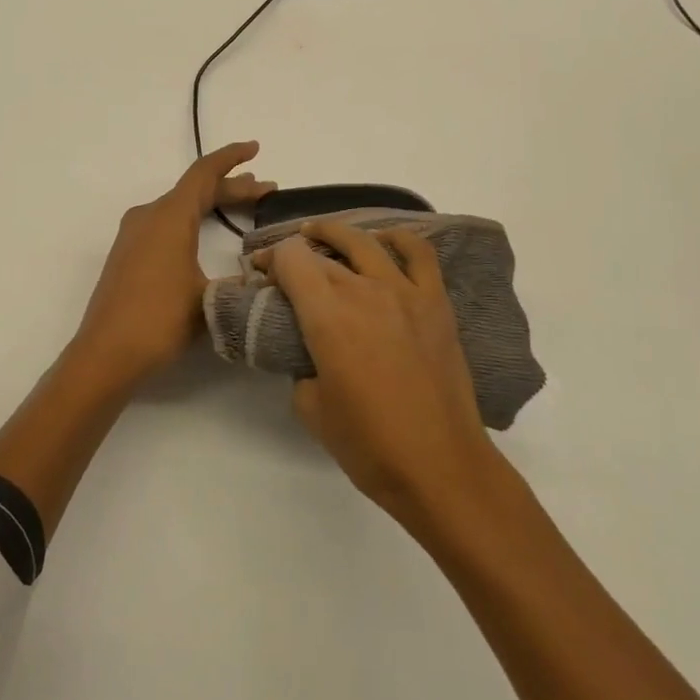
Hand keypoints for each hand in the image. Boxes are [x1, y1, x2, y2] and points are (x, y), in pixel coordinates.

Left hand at [72, 142, 275, 387]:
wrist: (106, 354)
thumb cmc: (159, 320)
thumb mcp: (210, 299)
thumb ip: (239, 280)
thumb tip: (263, 275)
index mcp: (169, 216)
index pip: (204, 173)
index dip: (231, 158)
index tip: (254, 148)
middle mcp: (148, 216)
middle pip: (194, 190)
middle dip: (231, 188)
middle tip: (266, 191)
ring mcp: (134, 236)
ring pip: (180, 208)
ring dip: (212, 205)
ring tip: (244, 207)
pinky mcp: (128, 255)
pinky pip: (166, 224)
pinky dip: (193, 222)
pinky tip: (206, 236)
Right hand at [261, 219, 494, 520]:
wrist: (440, 466)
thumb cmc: (368, 444)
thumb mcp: (310, 408)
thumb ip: (301, 366)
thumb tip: (310, 352)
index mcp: (327, 316)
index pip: (290, 260)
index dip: (269, 260)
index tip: (260, 274)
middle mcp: (364, 291)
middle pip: (320, 252)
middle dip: (292, 254)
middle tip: (280, 269)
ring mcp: (405, 292)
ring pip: (364, 242)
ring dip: (334, 233)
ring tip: (320, 235)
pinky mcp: (436, 303)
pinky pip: (418, 253)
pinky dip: (397, 238)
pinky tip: (383, 242)